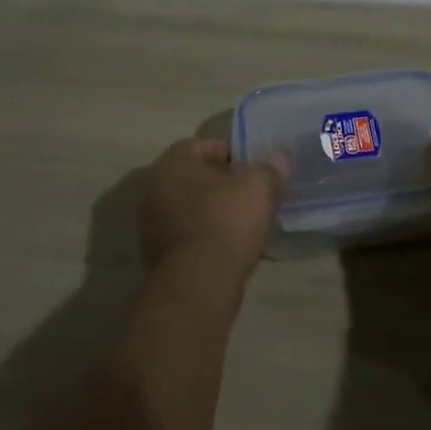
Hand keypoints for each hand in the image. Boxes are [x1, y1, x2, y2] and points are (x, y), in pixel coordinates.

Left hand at [140, 138, 284, 286]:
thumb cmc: (226, 221)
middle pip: (191, 177)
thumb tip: (280, 158)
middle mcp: (154, 190)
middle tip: (248, 192)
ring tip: (242, 221)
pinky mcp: (156, 256)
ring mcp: (150, 225)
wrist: (198, 284)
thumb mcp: (260, 187)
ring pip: (187, 207)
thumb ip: (270, 169)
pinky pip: (185, 234)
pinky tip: (227, 246)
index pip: (199, 145)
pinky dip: (203, 235)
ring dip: (211, 210)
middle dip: (219, 182)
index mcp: (172, 164)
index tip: (250, 166)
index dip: (227, 152)